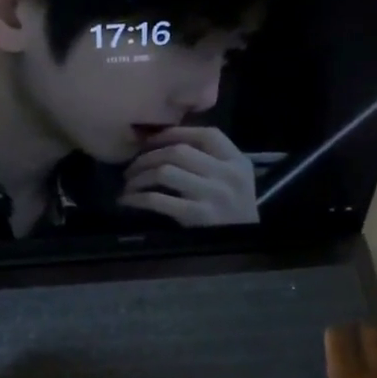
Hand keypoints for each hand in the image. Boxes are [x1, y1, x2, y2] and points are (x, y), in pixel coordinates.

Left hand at [118, 126, 258, 226]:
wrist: (249, 244)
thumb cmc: (236, 210)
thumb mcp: (235, 178)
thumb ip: (213, 159)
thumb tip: (166, 144)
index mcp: (236, 161)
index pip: (204, 135)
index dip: (173, 133)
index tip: (150, 140)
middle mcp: (226, 174)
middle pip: (178, 152)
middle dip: (148, 156)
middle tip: (132, 167)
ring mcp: (212, 195)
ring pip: (165, 172)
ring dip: (139, 176)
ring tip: (129, 183)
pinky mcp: (197, 216)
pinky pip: (158, 200)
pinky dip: (138, 198)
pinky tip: (128, 200)